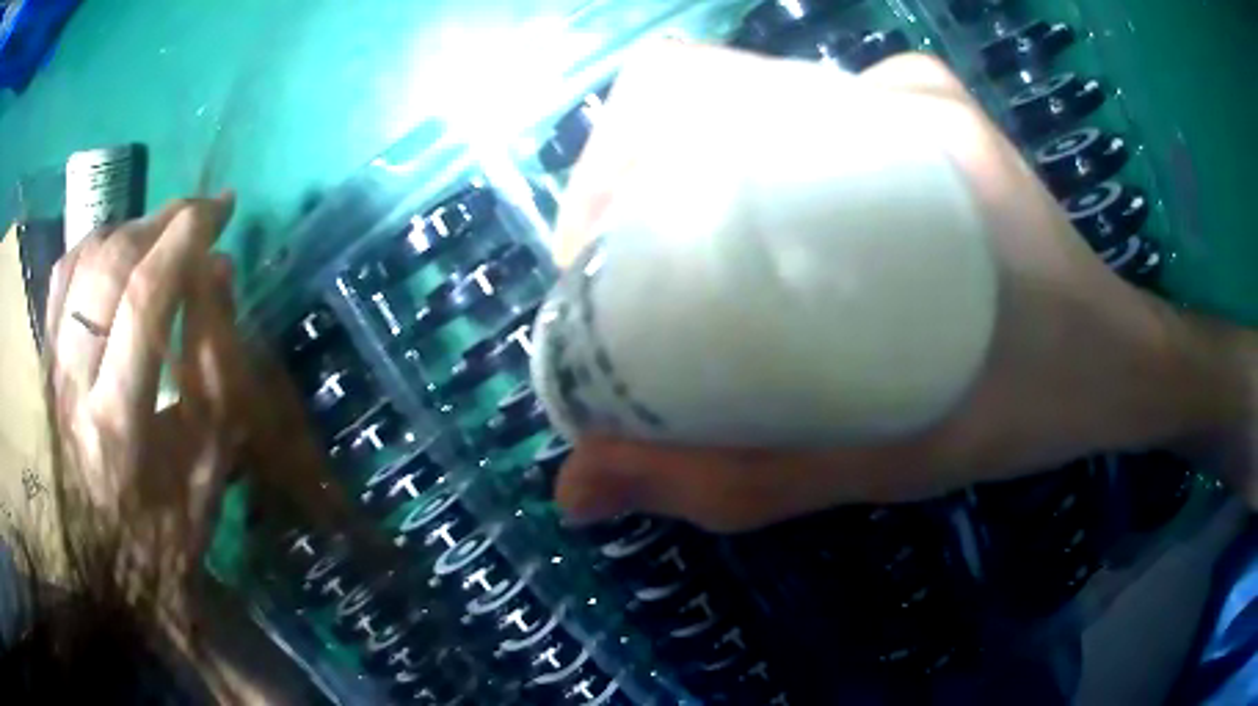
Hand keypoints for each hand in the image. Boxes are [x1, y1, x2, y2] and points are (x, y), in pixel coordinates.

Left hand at [46, 194, 245, 625]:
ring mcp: (53, 368)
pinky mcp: (46, 361)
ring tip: (161, 231)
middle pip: (109, 264)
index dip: (186, 237)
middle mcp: (74, 384)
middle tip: (198, 214)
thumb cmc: (167, 525)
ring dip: (128, 228)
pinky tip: (117, 250)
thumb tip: (218, 270)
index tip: (222, 209)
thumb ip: (214, 360)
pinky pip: (62, 275)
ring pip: (81, 258)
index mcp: (120, 423)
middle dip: (161, 220)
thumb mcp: (209, 459)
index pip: (147, 299)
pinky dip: (93, 244)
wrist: (111, 566)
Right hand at [552, 44, 1257, 531]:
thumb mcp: (894, 463)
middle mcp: (896, 91)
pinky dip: (743, 164)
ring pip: (748, 103)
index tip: (594, 260)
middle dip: (633, 176)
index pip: (699, 93)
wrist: (1122, 362)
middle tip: (622, 281)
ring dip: (683, 172)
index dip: (614, 164)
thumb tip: (578, 489)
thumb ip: (742, 481)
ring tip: (669, 269)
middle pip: (709, 93)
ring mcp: (912, 96)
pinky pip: (802, 116)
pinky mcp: (926, 115)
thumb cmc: (1036, 408)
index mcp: (902, 138)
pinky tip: (745, 239)